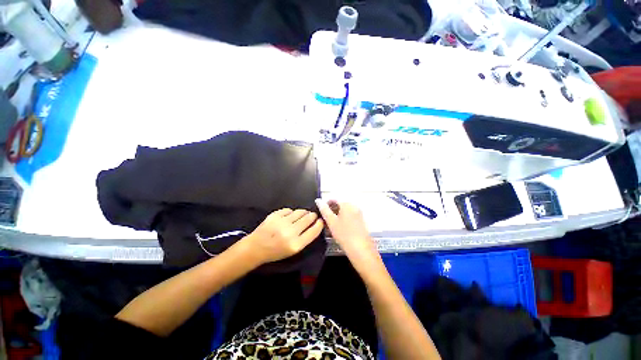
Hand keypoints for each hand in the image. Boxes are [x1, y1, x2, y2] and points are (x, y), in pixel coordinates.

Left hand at [242, 208, 323, 264]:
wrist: (256, 248)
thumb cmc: (276, 252)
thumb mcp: (293, 250)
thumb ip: (305, 238)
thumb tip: (314, 224)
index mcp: (296, 244)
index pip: (314, 231)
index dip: (319, 224)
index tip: (320, 220)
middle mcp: (290, 232)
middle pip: (308, 218)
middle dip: (312, 216)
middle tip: (312, 215)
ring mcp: (282, 222)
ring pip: (300, 212)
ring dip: (303, 212)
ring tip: (302, 214)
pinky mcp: (275, 215)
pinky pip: (289, 210)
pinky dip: (291, 212)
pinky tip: (289, 216)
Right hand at [315, 199, 381, 272]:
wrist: (361, 250)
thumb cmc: (344, 234)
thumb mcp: (331, 222)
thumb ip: (324, 210)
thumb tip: (318, 200)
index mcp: (347, 204)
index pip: (334, 199)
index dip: (326, 205)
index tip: (321, 212)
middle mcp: (354, 207)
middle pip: (340, 205)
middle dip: (332, 211)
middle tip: (325, 220)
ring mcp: (359, 214)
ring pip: (345, 212)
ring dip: (337, 216)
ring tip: (331, 226)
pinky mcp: (361, 221)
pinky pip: (350, 217)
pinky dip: (343, 220)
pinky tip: (339, 229)